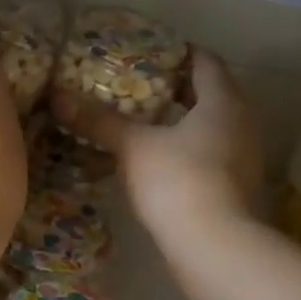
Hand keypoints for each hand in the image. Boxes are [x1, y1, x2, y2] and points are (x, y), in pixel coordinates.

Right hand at [51, 51, 263, 246]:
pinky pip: (211, 156)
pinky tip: (159, 161)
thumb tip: (57, 96)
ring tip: (145, 123)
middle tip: (140, 87)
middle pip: (212, 94)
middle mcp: (242, 124)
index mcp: (223, 102)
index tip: (152, 52)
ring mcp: (243, 159)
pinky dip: (187, 150)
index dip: (180, 53)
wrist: (215, 247)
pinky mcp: (236, 188)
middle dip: (178, 89)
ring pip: (212, 127)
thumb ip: (98, 121)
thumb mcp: (133, 147)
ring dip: (183, 122)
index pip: (206, 62)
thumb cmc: (178, 181)